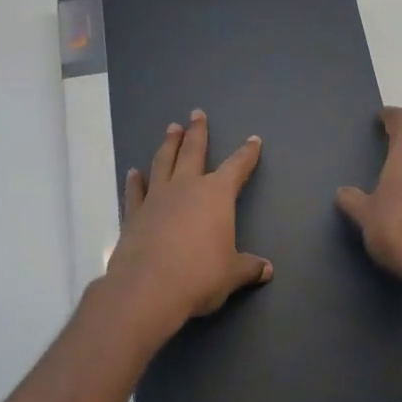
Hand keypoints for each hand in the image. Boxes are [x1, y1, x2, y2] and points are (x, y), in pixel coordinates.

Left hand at [100, 110, 272, 340]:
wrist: (148, 288)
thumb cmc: (200, 276)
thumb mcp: (232, 274)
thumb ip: (248, 267)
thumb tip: (267, 269)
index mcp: (216, 195)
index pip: (236, 167)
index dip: (247, 154)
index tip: (253, 140)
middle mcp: (186, 187)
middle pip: (193, 151)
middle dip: (197, 132)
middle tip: (196, 113)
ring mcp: (156, 198)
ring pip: (163, 162)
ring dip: (168, 145)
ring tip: (170, 129)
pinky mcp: (133, 215)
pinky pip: (135, 191)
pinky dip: (135, 181)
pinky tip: (134, 172)